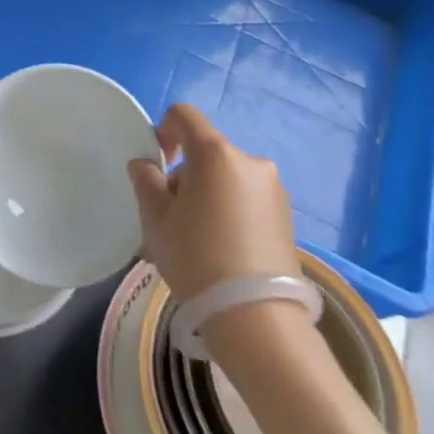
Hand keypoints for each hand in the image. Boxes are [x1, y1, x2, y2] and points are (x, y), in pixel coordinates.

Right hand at [127, 104, 300, 303]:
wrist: (256, 318)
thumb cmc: (196, 258)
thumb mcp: (156, 220)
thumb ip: (146, 181)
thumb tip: (146, 165)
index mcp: (215, 153)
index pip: (184, 115)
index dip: (164, 130)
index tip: (157, 165)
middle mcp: (250, 161)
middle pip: (206, 151)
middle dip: (185, 174)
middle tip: (171, 217)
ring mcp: (273, 188)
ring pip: (226, 177)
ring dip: (207, 194)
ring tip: (196, 239)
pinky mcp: (287, 216)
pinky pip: (246, 198)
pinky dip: (229, 210)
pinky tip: (221, 250)